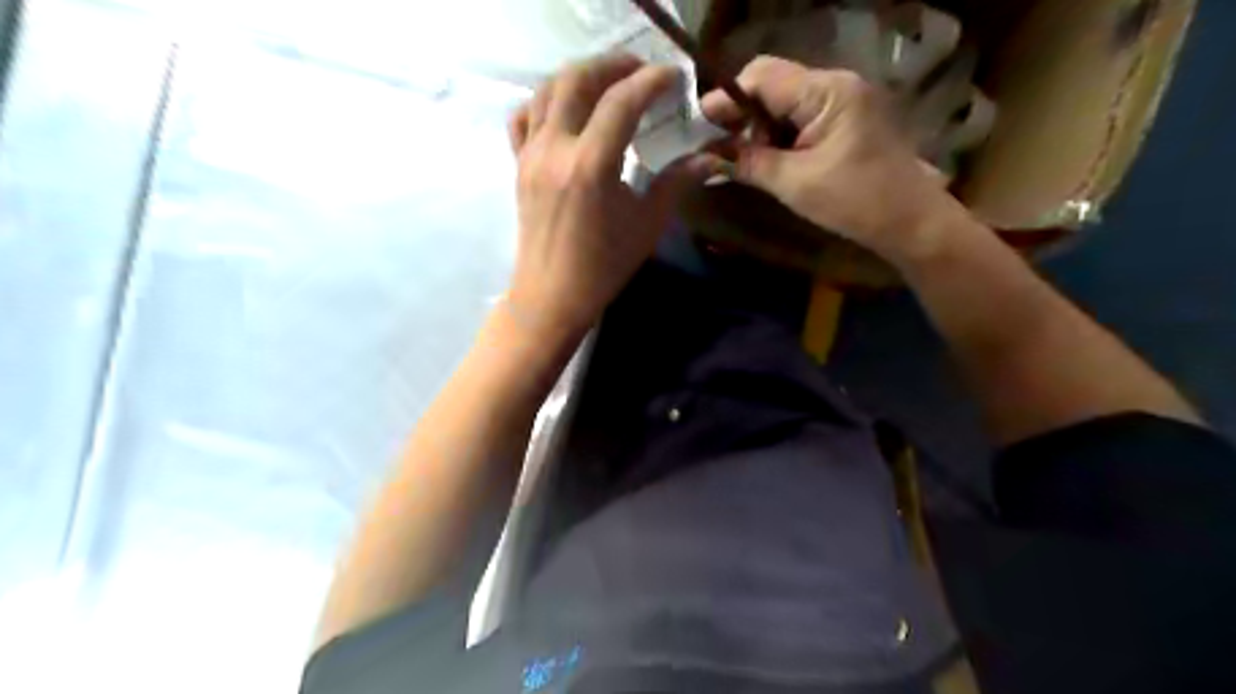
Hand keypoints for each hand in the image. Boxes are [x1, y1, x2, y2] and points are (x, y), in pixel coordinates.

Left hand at [502, 52, 714, 339]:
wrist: (552, 295)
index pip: (622, 101)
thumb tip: (711, 158)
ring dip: (580, 75)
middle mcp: (556, 148)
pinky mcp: (519, 165)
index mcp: (591, 165)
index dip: (651, 81)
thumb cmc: (603, 266)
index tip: (674, 77)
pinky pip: (523, 117)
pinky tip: (566, 112)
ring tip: (608, 83)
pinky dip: (545, 102)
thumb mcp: (647, 224)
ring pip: (547, 89)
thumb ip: (676, 183)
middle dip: (613, 65)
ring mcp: (531, 154)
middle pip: (578, 79)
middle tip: (641, 72)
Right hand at [705, 55, 964, 263]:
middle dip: (741, 116)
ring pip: (784, 103)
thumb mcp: (794, 183)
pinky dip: (779, 136)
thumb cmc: (855, 201)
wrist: (910, 222)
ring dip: (759, 128)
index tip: (700, 128)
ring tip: (739, 159)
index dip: (727, 99)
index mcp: (826, 91)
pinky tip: (765, 159)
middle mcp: (835, 84)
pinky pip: (801, 118)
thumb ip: (747, 163)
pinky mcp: (846, 120)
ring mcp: (844, 101)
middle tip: (716, 149)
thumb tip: (704, 159)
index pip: (762, 76)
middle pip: (772, 86)